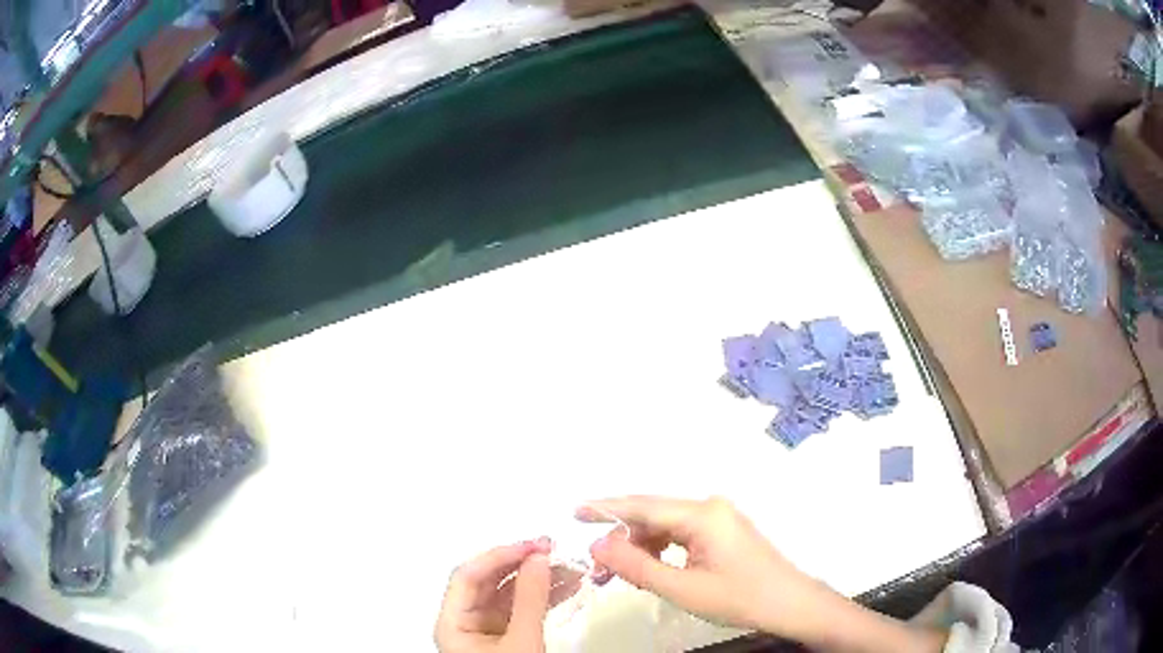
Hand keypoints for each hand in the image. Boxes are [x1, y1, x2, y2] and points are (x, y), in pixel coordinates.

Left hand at [435, 539, 583, 652]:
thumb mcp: (522, 642)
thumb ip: (530, 599)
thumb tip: (539, 558)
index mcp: (452, 623)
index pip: (468, 576)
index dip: (498, 555)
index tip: (534, 546)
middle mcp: (464, 621)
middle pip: (487, 582)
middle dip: (521, 564)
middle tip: (553, 550)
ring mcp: (485, 628)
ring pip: (508, 593)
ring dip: (537, 579)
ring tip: (569, 567)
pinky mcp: (505, 635)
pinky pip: (521, 608)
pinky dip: (543, 596)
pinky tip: (566, 586)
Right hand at [578, 496, 829, 640]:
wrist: (790, 604)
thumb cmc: (738, 597)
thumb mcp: (682, 588)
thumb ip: (637, 566)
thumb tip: (596, 545)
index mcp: (702, 514)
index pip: (643, 505)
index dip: (605, 508)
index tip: (573, 513)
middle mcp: (709, 507)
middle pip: (653, 516)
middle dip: (622, 539)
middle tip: (597, 569)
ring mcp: (719, 518)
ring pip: (665, 527)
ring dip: (640, 548)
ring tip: (619, 577)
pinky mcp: (723, 532)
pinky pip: (681, 535)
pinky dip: (660, 551)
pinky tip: (650, 571)